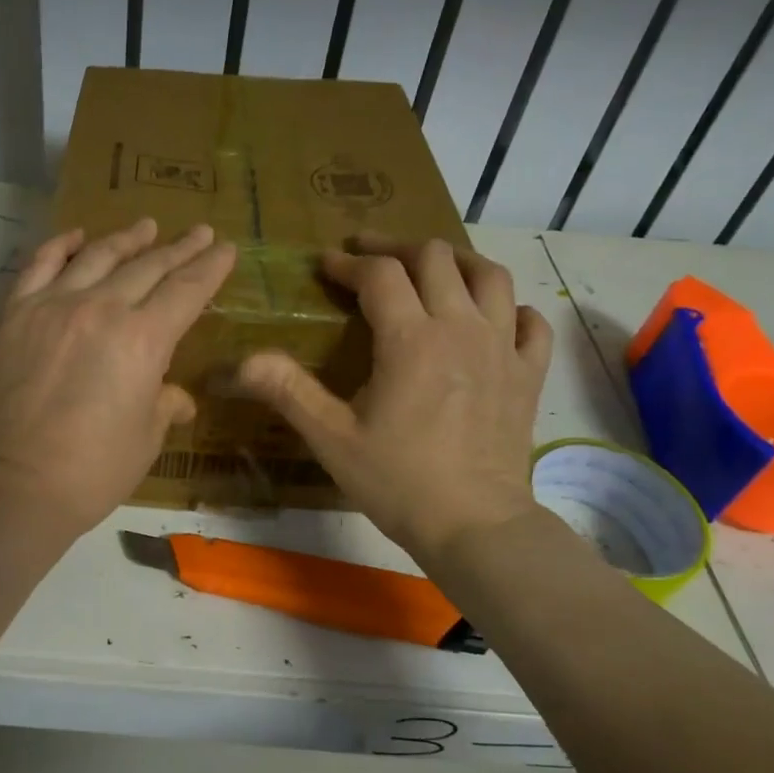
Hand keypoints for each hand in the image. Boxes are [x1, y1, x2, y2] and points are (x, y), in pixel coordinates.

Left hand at [0, 217, 236, 531]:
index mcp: (143, 339)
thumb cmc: (96, 469)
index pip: (186, 290)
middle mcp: (102, 309)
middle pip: (148, 267)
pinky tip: (77, 236)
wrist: (20, 482)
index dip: (210, 268)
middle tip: (199, 232)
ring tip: (146, 225)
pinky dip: (61, 246)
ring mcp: (54, 306)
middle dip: (179, 248)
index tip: (225, 248)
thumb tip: (176, 397)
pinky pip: (40, 266)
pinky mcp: (17, 314)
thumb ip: (164, 403)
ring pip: (98, 257)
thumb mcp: (147, 437)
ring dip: (127, 239)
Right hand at [235, 237, 552, 567]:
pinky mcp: (528, 374)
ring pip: (490, 276)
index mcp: (411, 339)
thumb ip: (289, 391)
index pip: (380, 275)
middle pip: (435, 257)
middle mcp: (461, 328)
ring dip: (457, 260)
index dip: (349, 263)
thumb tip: (242, 361)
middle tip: (369, 254)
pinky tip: (495, 316)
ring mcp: (503, 348)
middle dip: (396, 247)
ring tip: (432, 266)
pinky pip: (531, 322)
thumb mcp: (332, 439)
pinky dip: (511, 308)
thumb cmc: (398, 481)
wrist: (475, 525)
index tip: (327, 264)